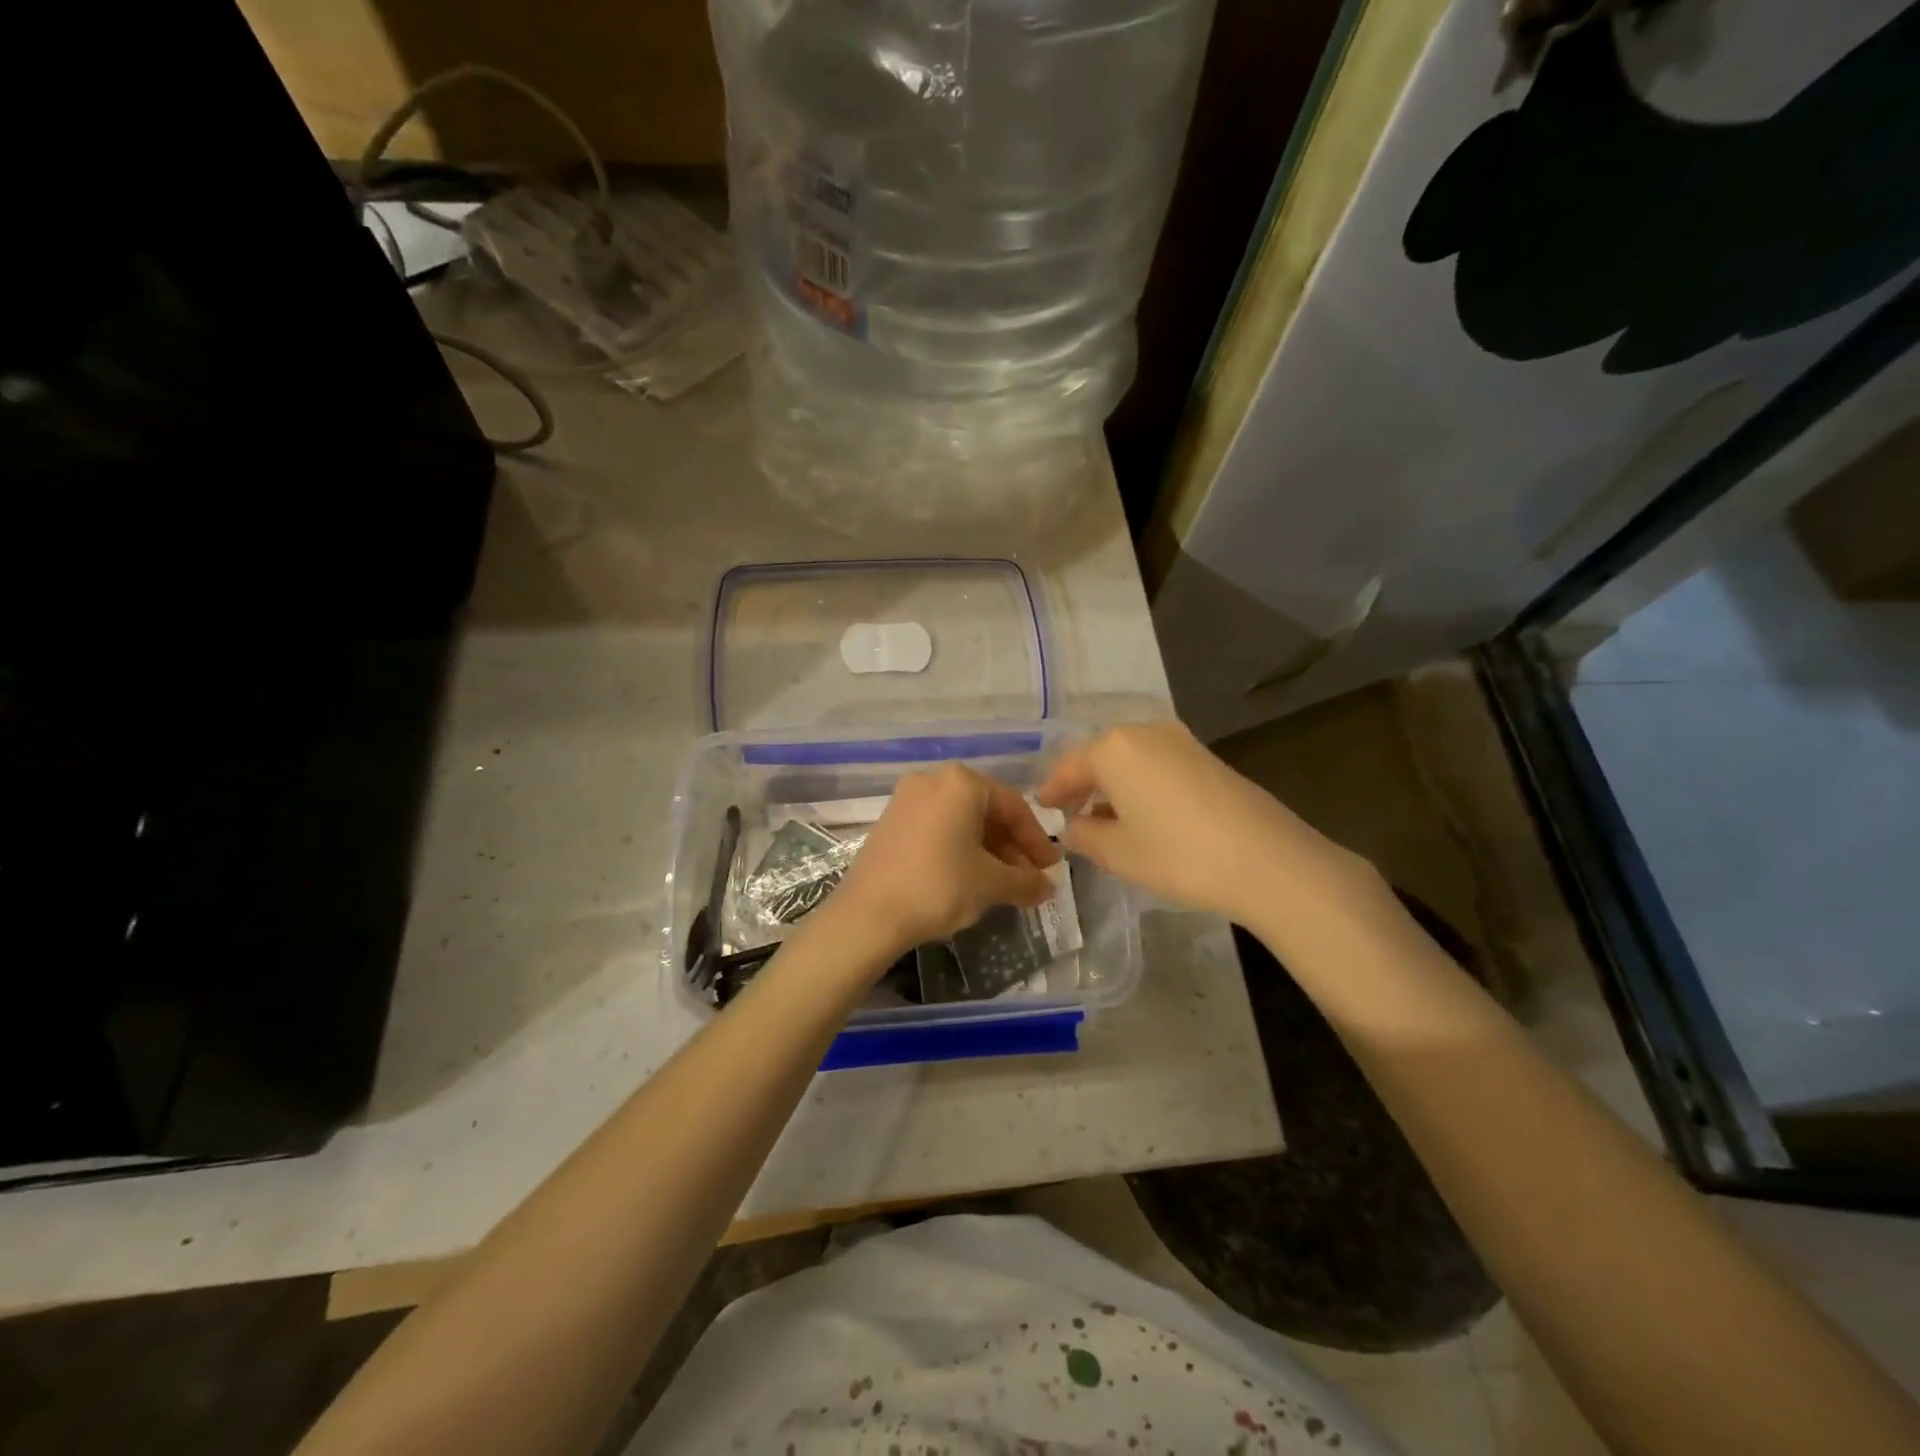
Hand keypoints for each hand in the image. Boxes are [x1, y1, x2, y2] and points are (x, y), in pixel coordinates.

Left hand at [832, 763, 1060, 954]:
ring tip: (1003, 884)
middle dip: (1011, 846)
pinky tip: (969, 877)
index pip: (1014, 807)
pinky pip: (937, 827)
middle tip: (1029, 879)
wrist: (868, 914)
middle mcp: (934, 779)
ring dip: (987, 849)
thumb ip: (1025, 881)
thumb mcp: (991, 884)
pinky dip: (959, 848)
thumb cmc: (939, 887)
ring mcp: (907, 798)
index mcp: (962, 782)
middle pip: (986, 811)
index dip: (1036, 841)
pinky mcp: (891, 820)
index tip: (1051, 870)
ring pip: (961, 820)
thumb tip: (1047, 887)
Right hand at [1035, 721, 1370, 923]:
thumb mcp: (1118, 852)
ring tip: (1106, 820)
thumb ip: (1084, 835)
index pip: (1069, 767)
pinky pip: (1159, 766)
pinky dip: (1142, 785)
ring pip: (1132, 760)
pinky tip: (1145, 816)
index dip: (1053, 790)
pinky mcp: (1208, 758)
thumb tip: (1073, 827)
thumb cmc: (1178, 854)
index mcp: (1114, 748)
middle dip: (1084, 785)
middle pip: (1101, 757)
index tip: (1043, 808)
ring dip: (1114, 786)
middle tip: (1071, 814)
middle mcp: (1146, 732)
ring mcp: (1182, 742)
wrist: (1268, 861)